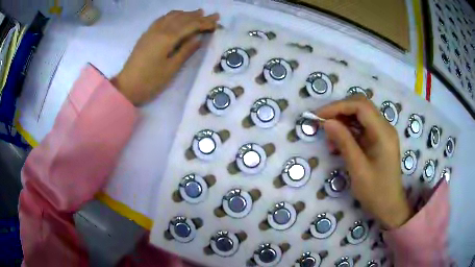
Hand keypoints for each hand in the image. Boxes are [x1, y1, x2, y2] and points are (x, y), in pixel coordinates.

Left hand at [112, 10, 219, 105]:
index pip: (190, 25)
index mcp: (167, 38)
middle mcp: (160, 30)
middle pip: (182, 18)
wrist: (126, 87)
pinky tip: (177, 16)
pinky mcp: (146, 35)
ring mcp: (151, 31)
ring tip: (198, 13)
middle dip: (199, 16)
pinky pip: (162, 19)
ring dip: (186, 13)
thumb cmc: (150, 81)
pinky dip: (173, 15)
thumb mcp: (171, 68)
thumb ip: (186, 51)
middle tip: (213, 15)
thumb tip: (199, 38)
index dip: (205, 23)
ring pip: (172, 16)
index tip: (217, 22)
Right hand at [317, 95, 411, 229]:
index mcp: (383, 133)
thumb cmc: (376, 192)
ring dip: (343, 121)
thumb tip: (327, 122)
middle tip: (322, 122)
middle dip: (340, 111)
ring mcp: (382, 133)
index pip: (360, 106)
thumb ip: (344, 142)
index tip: (319, 115)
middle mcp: (385, 127)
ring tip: (329, 138)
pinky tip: (338, 144)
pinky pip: (362, 128)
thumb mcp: (358, 169)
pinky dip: (348, 132)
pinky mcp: (378, 140)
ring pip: (360, 116)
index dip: (338, 106)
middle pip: (361, 106)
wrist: (389, 206)